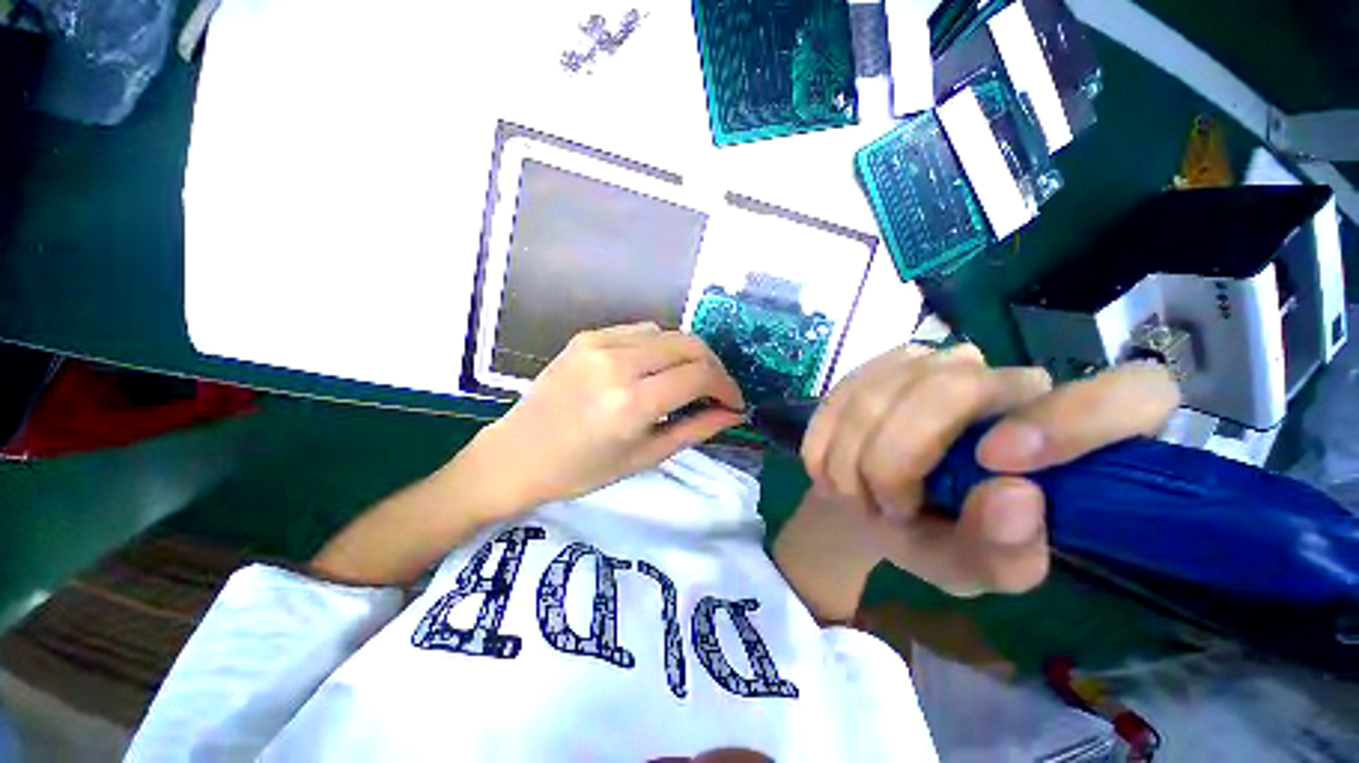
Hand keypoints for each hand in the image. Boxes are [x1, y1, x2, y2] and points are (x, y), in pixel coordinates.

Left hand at [459, 323, 744, 514]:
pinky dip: (660, 346)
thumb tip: (733, 414)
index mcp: (631, 402)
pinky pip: (640, 331)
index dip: (726, 387)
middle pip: (689, 344)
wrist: (517, 454)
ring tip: (688, 380)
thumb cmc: (582, 470)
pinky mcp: (587, 336)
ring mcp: (599, 343)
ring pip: (668, 332)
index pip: (699, 376)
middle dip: (713, 366)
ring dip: (688, 354)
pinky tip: (655, 368)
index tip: (734, 402)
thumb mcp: (646, 457)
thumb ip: (695, 429)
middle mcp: (618, 363)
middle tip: (716, 390)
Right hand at [799, 344, 1178, 596]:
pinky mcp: (884, 361)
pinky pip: (848, 387)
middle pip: (956, 386)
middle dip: (899, 454)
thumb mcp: (971, 569)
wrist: (868, 500)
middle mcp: (1013, 383)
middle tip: (885, 503)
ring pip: (888, 387)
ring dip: (857, 450)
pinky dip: (830, 434)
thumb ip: (1005, 554)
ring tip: (854, 489)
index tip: (999, 463)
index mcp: (1070, 440)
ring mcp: (942, 361)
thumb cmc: (934, 537)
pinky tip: (831, 461)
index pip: (1132, 393)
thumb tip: (1016, 497)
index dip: (1073, 419)